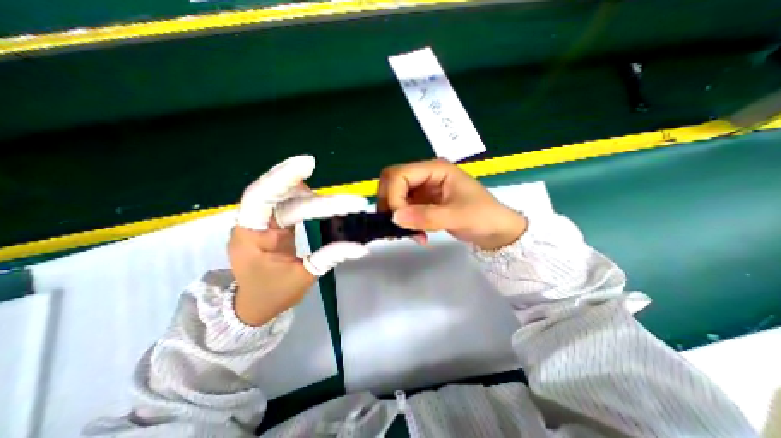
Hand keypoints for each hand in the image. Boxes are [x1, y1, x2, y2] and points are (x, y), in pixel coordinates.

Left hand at [229, 156, 370, 324]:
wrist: (255, 305)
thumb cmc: (274, 294)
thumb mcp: (304, 277)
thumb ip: (330, 257)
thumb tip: (362, 248)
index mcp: (250, 236)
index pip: (261, 198)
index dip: (283, 177)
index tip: (309, 163)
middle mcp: (253, 223)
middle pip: (280, 195)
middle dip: (308, 189)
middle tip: (337, 187)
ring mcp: (263, 221)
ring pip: (285, 196)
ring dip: (309, 192)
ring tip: (338, 201)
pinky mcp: (274, 222)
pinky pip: (289, 202)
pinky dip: (307, 197)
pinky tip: (321, 200)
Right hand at [376, 159, 526, 251]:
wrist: (495, 231)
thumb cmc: (483, 217)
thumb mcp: (458, 216)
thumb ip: (426, 216)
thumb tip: (395, 218)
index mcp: (434, 169)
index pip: (398, 175)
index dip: (393, 196)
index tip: (400, 220)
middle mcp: (425, 176)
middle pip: (391, 183)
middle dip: (390, 205)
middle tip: (398, 227)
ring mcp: (422, 189)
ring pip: (394, 197)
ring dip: (395, 217)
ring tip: (410, 235)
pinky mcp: (422, 203)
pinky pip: (402, 209)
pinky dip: (403, 223)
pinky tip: (415, 235)